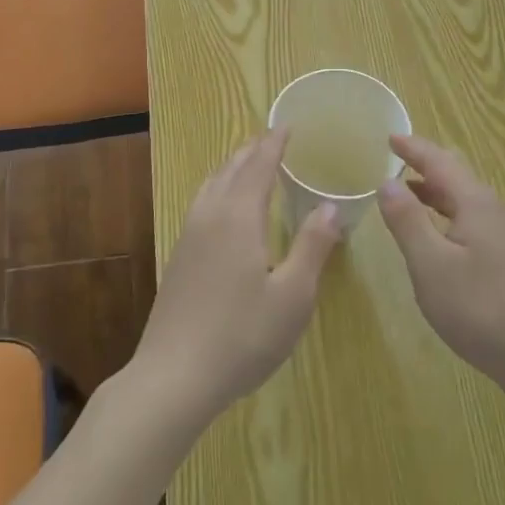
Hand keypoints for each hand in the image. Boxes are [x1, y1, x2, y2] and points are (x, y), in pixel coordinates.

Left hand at [130, 130, 341, 425]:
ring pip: (211, 184)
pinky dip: (219, 188)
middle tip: (272, 139)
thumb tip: (331, 205)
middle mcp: (210, 216)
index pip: (259, 166)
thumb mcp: (293, 296)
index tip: (288, 126)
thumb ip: (313, 246)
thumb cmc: (242, 336)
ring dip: (232, 167)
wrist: (173, 377)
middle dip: (253, 150)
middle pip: (231, 169)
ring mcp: (188, 236)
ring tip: (249, 163)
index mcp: (239, 217)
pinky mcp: (178, 257)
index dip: (275, 144)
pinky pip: (201, 203)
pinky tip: (223, 208)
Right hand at [377, 135, 504, 399]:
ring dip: (435, 190)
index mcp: (474, 202)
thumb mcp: (430, 264)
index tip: (389, 136)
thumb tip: (387, 182)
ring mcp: (504, 234)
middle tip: (397, 159)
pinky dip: (447, 212)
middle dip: (426, 164)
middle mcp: (493, 209)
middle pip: (456, 174)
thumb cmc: (479, 308)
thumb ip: (407, 220)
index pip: (439, 161)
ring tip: (408, 192)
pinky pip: (471, 219)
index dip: (413, 148)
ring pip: (464, 198)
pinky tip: (437, 234)